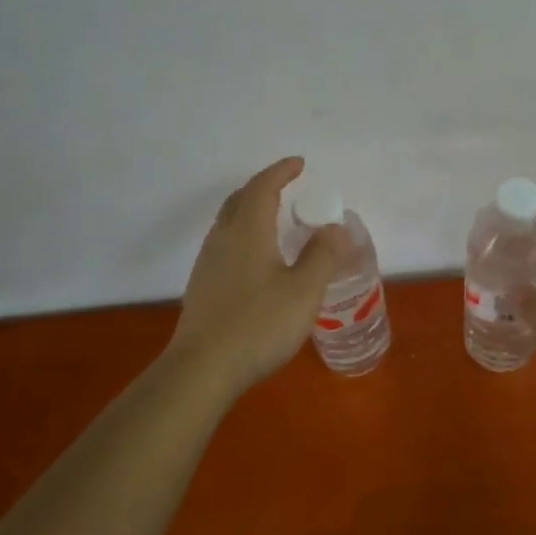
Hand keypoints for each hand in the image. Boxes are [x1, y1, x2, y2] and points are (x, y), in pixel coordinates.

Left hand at [167, 157, 348, 392]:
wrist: (202, 369)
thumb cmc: (258, 324)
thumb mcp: (304, 291)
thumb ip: (322, 256)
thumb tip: (333, 228)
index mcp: (248, 231)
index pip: (263, 187)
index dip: (281, 172)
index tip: (299, 164)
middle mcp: (223, 239)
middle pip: (240, 200)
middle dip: (263, 188)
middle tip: (285, 188)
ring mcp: (208, 264)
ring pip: (229, 223)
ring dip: (251, 212)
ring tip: (274, 222)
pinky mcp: (202, 287)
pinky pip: (225, 246)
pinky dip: (244, 236)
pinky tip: (257, 261)